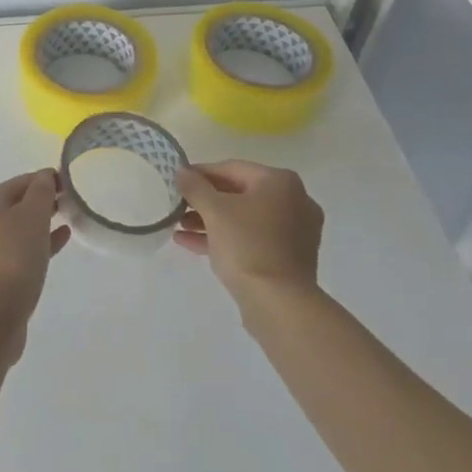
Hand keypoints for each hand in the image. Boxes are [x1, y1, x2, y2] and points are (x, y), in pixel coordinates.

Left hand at [0, 169, 71, 366]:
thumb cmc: (11, 259)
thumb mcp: (32, 218)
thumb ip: (41, 192)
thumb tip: (44, 176)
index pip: (19, 182)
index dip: (45, 179)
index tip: (70, 183)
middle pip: (15, 205)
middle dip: (42, 202)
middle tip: (71, 203)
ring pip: (16, 230)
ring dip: (40, 224)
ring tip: (68, 221)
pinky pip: (17, 252)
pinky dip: (36, 245)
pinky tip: (58, 243)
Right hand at [173, 160, 323, 309]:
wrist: (279, 303)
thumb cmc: (247, 245)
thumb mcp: (213, 210)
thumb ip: (194, 186)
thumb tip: (181, 171)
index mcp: (280, 182)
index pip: (231, 169)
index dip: (200, 174)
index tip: (177, 181)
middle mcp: (294, 201)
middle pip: (238, 193)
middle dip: (204, 201)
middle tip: (178, 206)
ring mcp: (294, 231)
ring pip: (244, 218)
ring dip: (211, 221)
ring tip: (180, 227)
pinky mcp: (289, 257)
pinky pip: (252, 238)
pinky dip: (225, 238)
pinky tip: (191, 243)